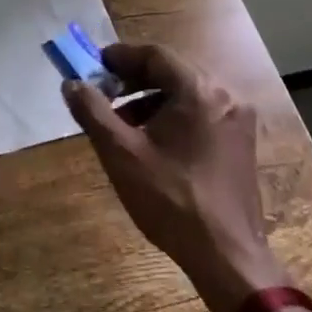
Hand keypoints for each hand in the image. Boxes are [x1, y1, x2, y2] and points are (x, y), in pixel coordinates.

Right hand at [62, 42, 287, 311]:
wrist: (227, 257)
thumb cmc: (171, 199)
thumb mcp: (121, 153)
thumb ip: (92, 111)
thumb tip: (71, 84)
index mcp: (199, 91)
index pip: (155, 55)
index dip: (121, 57)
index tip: (94, 66)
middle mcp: (225, 96)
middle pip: (172, 71)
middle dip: (134, 79)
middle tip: (104, 92)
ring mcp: (237, 120)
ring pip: (186, 93)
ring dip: (152, 99)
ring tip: (122, 122)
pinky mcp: (241, 142)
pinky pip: (201, 112)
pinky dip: (173, 116)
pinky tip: (152, 141)